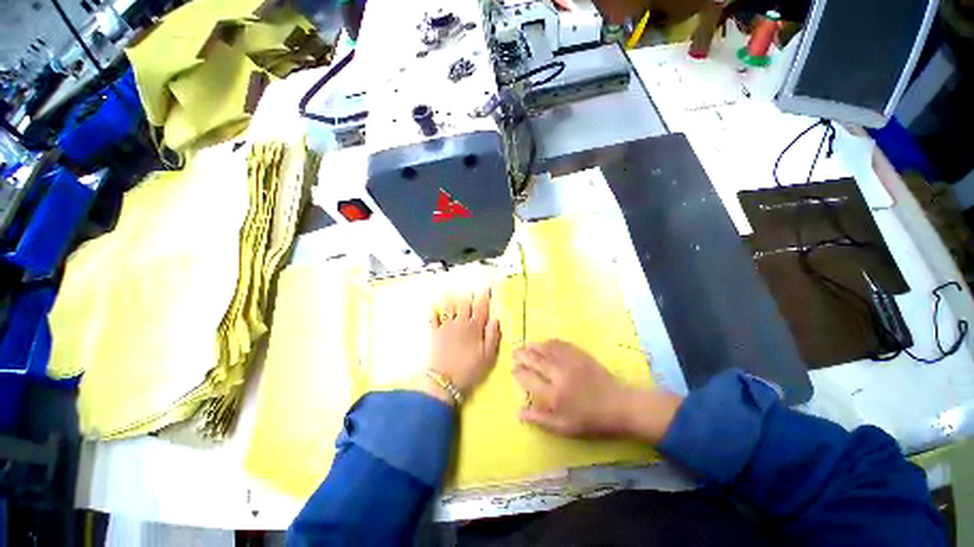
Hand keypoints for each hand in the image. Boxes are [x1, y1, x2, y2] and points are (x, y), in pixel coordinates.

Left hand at [428, 290, 501, 400]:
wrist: (446, 380)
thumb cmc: (470, 369)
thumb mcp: (488, 356)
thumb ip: (493, 336)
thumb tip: (495, 319)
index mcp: (475, 328)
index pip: (481, 308)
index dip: (485, 296)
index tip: (487, 288)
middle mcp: (460, 323)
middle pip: (464, 304)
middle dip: (468, 296)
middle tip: (470, 291)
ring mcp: (446, 327)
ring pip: (448, 307)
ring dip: (451, 299)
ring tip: (451, 291)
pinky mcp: (435, 333)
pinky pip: (433, 319)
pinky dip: (433, 311)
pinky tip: (433, 307)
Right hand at [513, 340, 630, 436]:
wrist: (618, 405)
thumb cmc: (590, 420)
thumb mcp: (564, 428)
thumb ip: (539, 419)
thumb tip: (518, 412)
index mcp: (553, 394)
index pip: (528, 379)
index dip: (518, 372)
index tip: (513, 369)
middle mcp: (558, 373)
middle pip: (534, 359)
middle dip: (522, 355)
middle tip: (515, 353)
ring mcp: (569, 361)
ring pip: (545, 348)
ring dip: (533, 346)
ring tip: (526, 346)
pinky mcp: (579, 354)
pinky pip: (559, 343)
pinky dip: (549, 342)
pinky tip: (545, 343)